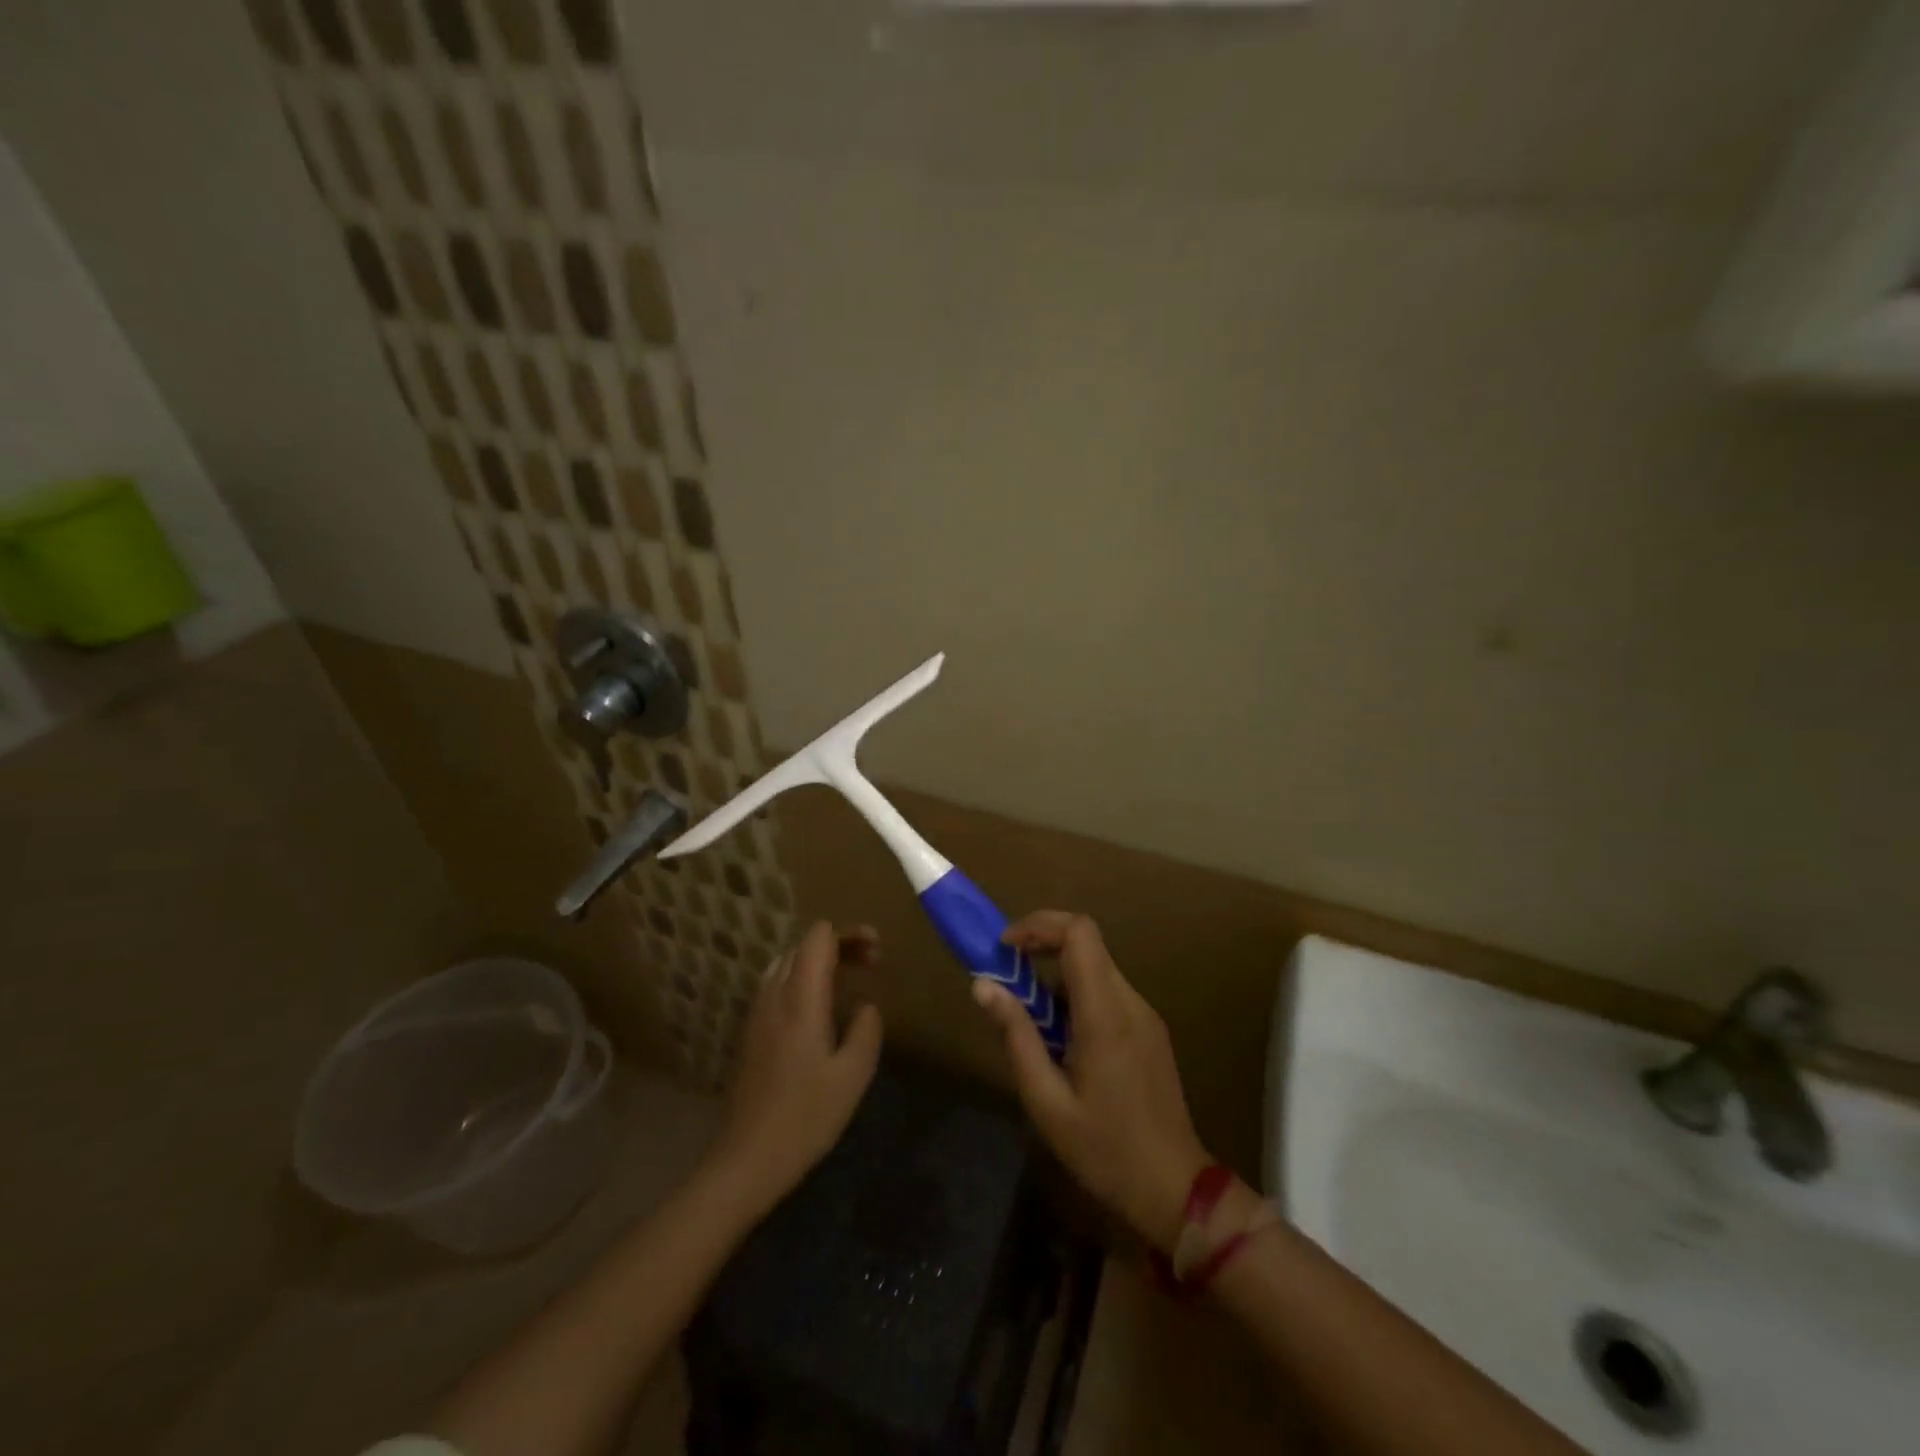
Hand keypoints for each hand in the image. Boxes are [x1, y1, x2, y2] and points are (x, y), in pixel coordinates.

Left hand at [708, 921, 883, 1217]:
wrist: (747, 1159)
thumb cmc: (805, 1118)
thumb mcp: (853, 1075)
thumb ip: (866, 1029)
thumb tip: (865, 1005)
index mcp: (800, 999)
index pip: (817, 937)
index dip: (849, 933)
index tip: (876, 951)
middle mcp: (774, 996)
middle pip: (802, 945)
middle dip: (839, 944)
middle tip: (871, 964)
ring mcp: (758, 1013)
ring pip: (787, 963)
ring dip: (819, 960)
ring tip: (849, 978)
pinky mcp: (752, 1032)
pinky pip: (778, 984)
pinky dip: (803, 979)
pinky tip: (821, 1007)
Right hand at [973, 912, 1209, 1251]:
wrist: (1174, 1189)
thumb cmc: (1104, 1150)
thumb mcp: (1046, 1101)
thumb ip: (1016, 1036)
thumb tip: (983, 985)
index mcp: (1106, 1015)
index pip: (1080, 933)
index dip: (1039, 925)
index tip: (1005, 948)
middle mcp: (1130, 1002)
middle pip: (1087, 942)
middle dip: (1042, 945)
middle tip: (1007, 975)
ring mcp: (1145, 1014)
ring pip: (1096, 967)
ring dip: (1057, 975)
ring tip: (1029, 1017)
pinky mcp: (1149, 1029)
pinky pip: (1107, 991)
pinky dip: (1076, 994)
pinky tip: (1060, 1038)